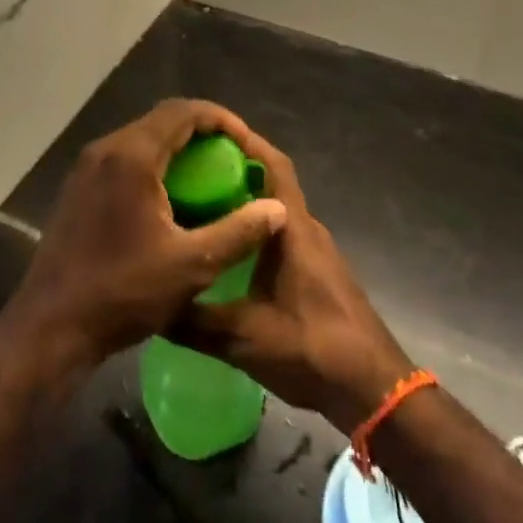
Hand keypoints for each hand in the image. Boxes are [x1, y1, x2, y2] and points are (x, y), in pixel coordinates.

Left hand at [0, 100, 287, 377]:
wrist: (51, 325)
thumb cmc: (123, 292)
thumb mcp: (192, 265)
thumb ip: (239, 232)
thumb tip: (278, 209)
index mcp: (131, 156)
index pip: (184, 112)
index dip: (222, 120)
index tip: (247, 144)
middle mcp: (105, 150)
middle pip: (162, 121)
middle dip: (203, 134)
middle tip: (234, 161)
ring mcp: (87, 168)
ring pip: (143, 140)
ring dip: (178, 150)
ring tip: (210, 179)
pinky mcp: (79, 188)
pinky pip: (125, 160)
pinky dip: (155, 166)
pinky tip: (173, 201)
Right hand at [172, 127, 412, 433]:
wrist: (373, 388)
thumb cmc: (313, 349)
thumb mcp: (243, 338)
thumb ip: (194, 321)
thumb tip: (149, 306)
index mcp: (294, 230)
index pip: (274, 166)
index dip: (247, 144)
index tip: (211, 134)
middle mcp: (308, 231)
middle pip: (272, 186)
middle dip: (234, 173)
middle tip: (190, 174)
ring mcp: (317, 253)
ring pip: (277, 214)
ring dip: (244, 206)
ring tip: (199, 210)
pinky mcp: (319, 274)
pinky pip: (283, 237)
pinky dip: (256, 233)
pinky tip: (228, 254)